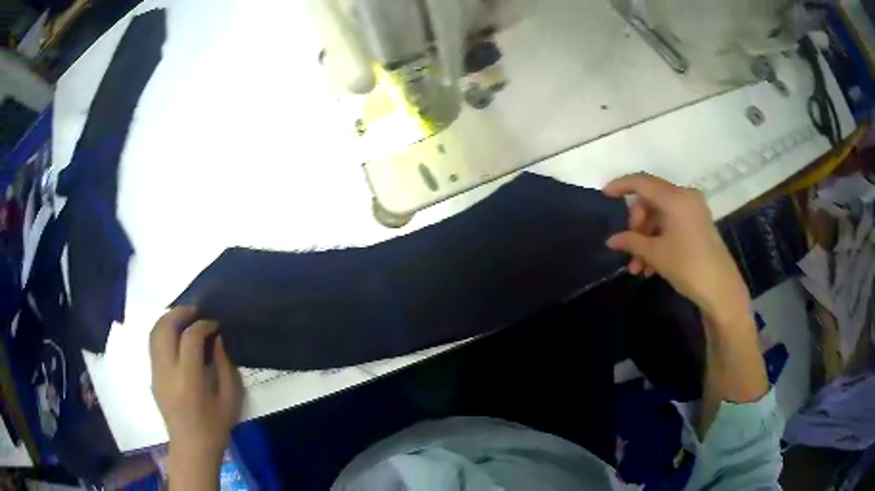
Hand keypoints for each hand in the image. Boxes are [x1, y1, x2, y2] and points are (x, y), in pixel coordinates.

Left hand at [150, 307, 242, 462]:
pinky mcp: (152, 375)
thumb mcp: (230, 399)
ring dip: (168, 319)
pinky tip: (176, 335)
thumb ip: (225, 366)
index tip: (215, 325)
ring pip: (154, 332)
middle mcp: (167, 371)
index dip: (203, 325)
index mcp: (188, 380)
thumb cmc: (215, 427)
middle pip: (165, 328)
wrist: (191, 448)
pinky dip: (163, 331)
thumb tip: (218, 339)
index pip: (190, 338)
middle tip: (196, 311)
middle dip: (180, 312)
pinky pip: (153, 344)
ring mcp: (156, 372)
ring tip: (185, 317)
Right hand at [603, 173, 750, 322]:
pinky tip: (650, 267)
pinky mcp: (698, 225)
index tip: (604, 195)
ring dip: (645, 239)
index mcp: (675, 198)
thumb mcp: (656, 254)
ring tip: (637, 268)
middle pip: (650, 201)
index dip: (620, 186)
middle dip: (636, 225)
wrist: (721, 289)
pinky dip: (659, 241)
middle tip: (628, 247)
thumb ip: (631, 242)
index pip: (642, 182)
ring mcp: (693, 211)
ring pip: (660, 217)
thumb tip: (611, 240)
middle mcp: (685, 197)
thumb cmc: (688, 266)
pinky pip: (671, 225)